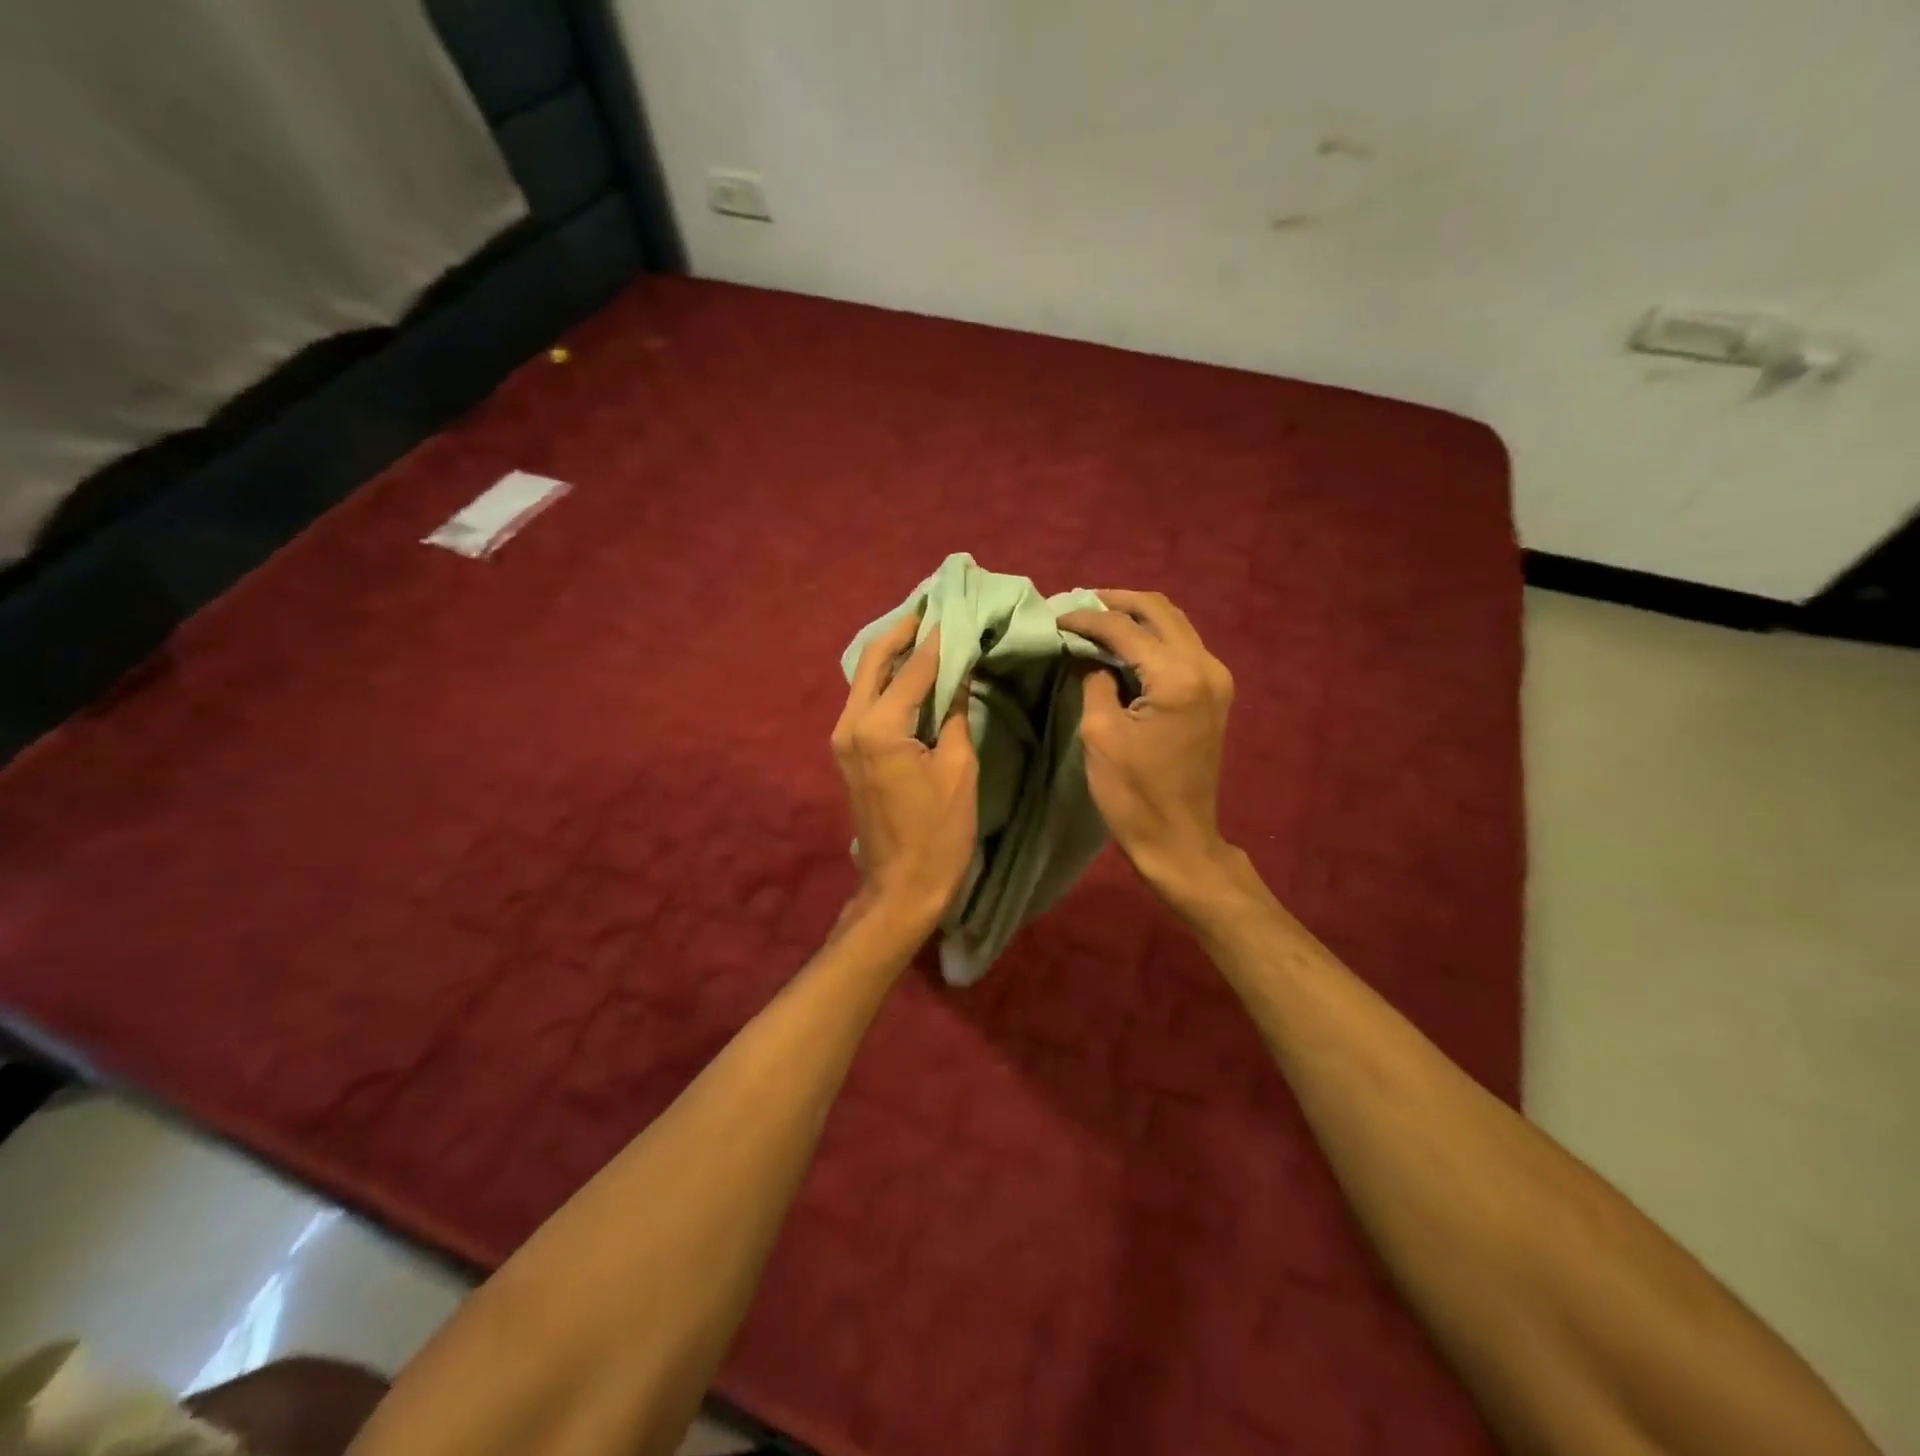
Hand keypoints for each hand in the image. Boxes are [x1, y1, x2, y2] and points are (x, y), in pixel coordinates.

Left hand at [832, 616, 978, 931]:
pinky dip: (887, 680)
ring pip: (865, 678)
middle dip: (903, 631)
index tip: (957, 609)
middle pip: (873, 660)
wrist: (901, 886)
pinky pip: (865, 700)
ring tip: (925, 630)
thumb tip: (959, 672)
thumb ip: (953, 713)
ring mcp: (842, 738)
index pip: (914, 669)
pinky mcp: (846, 750)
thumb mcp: (959, 768)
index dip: (939, 640)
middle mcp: (851, 724)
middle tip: (932, 606)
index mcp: (880, 727)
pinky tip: (910, 670)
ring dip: (893, 653)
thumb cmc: (939, 833)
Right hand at [1058, 590, 1235, 897]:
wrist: (1179, 839)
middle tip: (1076, 606)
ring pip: (1174, 623)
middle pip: (1159, 610)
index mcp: (1177, 677)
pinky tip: (1123, 643)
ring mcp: (1216, 678)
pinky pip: (1182, 645)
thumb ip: (1094, 679)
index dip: (1085, 618)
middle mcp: (1206, 666)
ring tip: (1095, 618)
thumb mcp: (1100, 733)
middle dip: (1114, 603)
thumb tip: (1087, 651)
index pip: (1125, 628)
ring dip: (1135, 616)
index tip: (1053, 617)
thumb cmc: (1132, 794)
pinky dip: (1151, 636)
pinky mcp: (1214, 692)